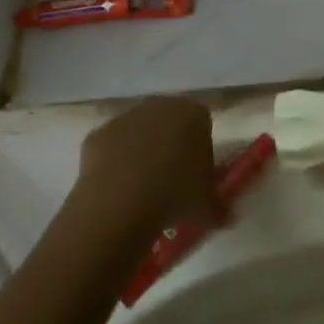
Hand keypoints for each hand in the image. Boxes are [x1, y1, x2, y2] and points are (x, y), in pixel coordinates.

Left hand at [75, 97, 222, 235]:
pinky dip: (113, 164)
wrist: (122, 201)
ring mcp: (125, 117)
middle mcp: (160, 106)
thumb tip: (225, 217)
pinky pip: (111, 147)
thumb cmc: (175, 194)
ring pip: (138, 133)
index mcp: (193, 114)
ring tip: (140, 190)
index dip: (199, 150)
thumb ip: (218, 207)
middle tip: (169, 181)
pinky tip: (116, 191)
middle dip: (169, 146)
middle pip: (168, 123)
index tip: (195, 176)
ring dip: (140, 153)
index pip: (202, 125)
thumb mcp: (207, 206)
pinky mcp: (98, 134)